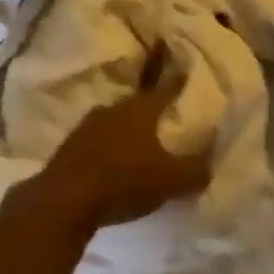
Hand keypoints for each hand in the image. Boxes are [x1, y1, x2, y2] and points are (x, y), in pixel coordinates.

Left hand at [31, 44, 212, 232]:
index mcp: (141, 110)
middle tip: (165, 116)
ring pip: (115, 121)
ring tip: (140, 141)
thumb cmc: (124, 181)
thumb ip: (195, 171)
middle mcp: (113, 109)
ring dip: (127, 129)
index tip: (186, 72)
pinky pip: (97, 140)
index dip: (178, 82)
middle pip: (138, 103)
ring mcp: (87, 126)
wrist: (65, 200)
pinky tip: (114, 161)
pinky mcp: (70, 146)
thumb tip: (209, 166)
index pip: (166, 89)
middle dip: (151, 109)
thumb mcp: (172, 181)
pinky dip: (108, 146)